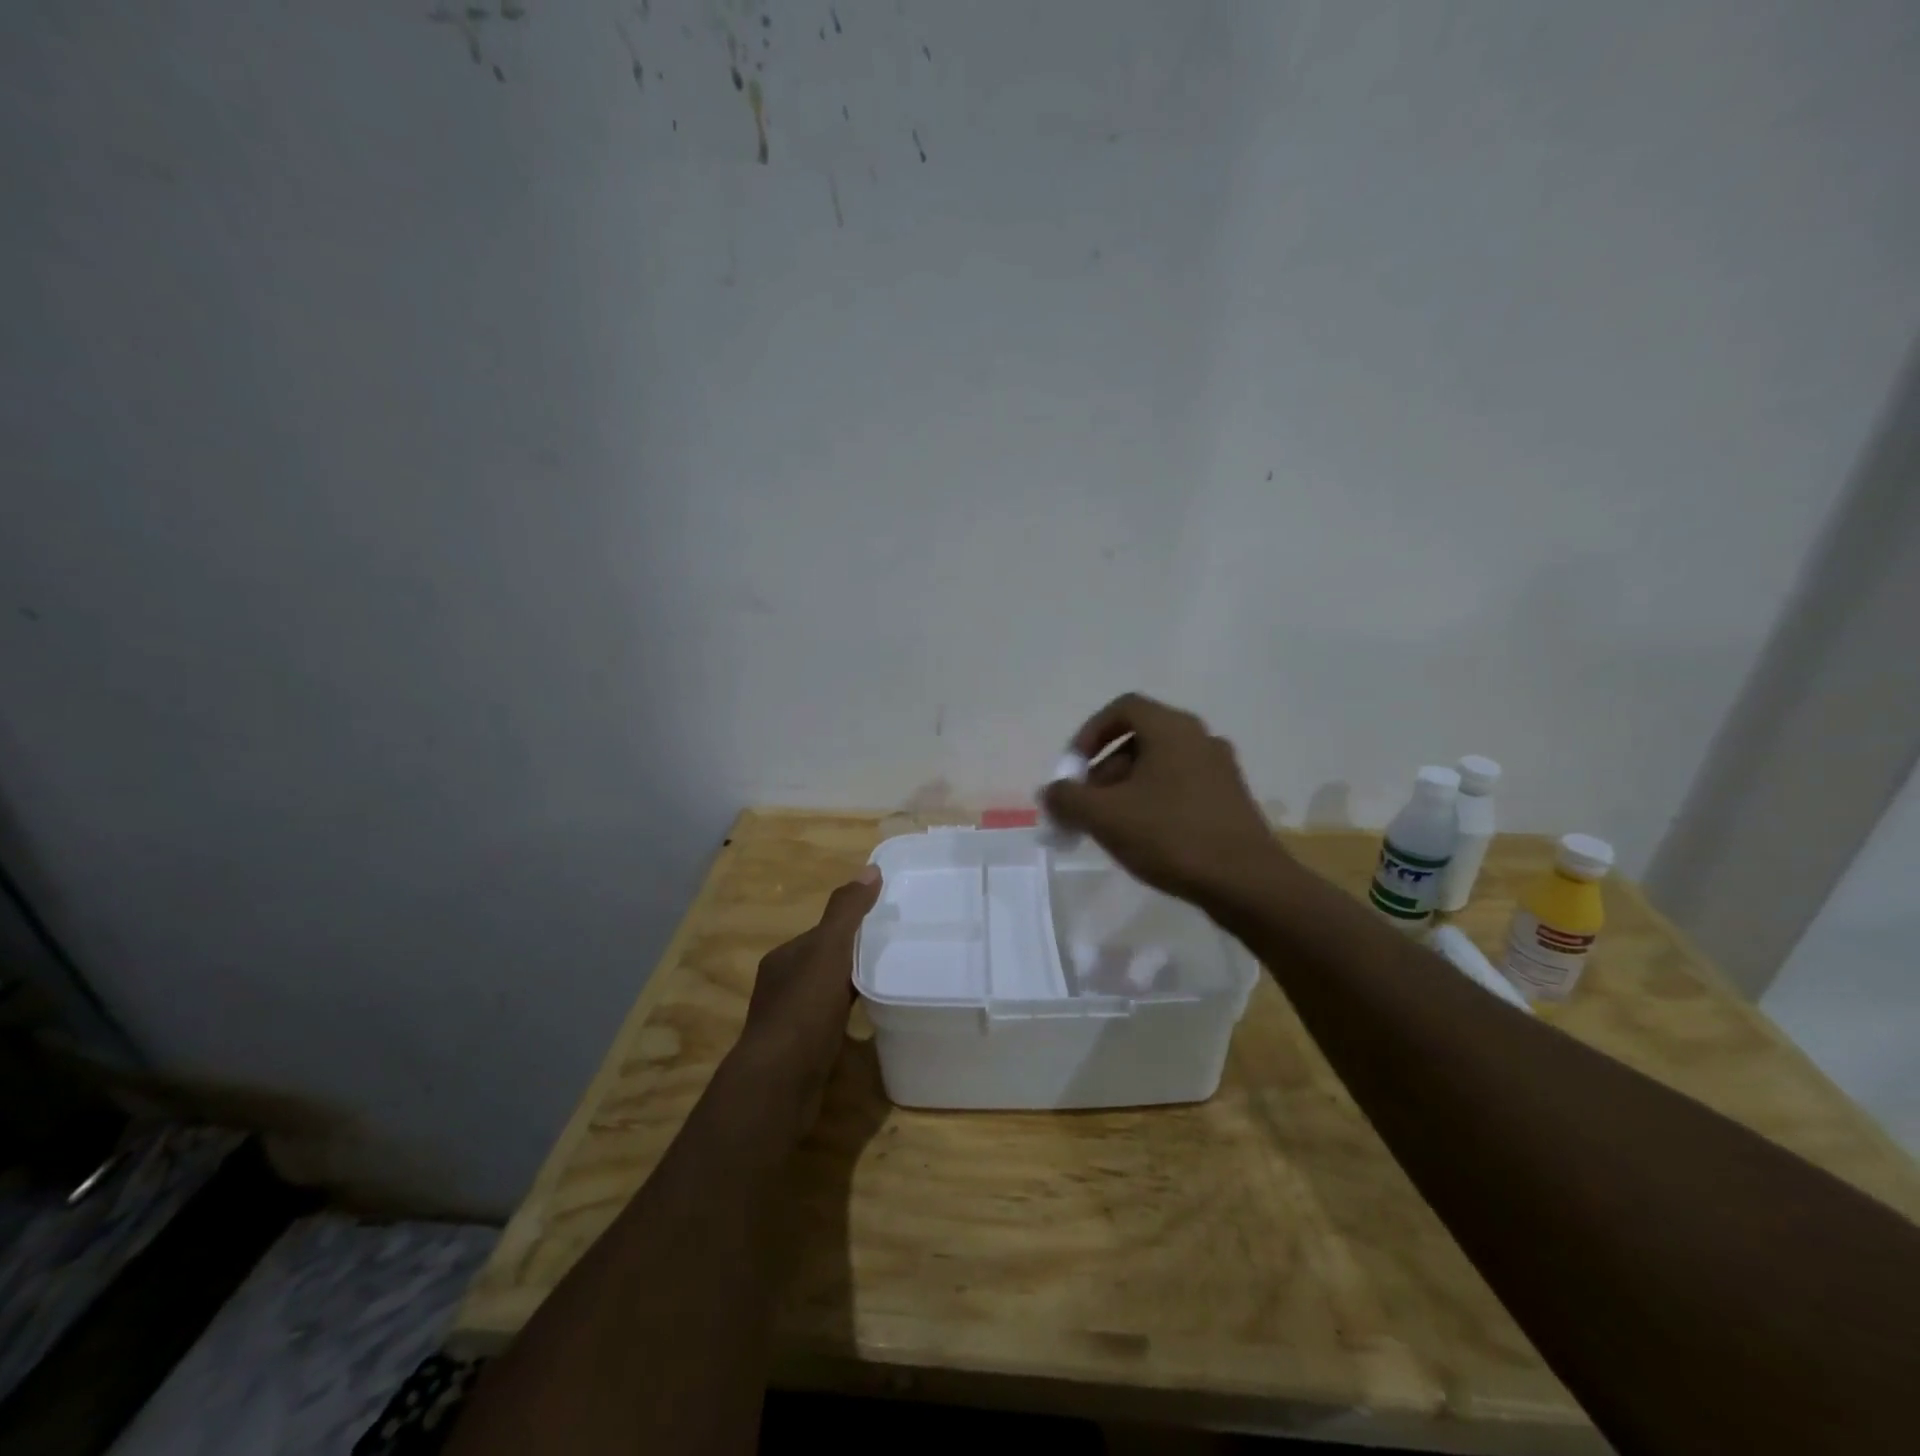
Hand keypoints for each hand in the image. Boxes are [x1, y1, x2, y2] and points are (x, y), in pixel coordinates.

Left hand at [736, 867, 882, 1126]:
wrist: (779, 1083)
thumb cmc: (804, 1010)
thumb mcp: (828, 951)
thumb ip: (847, 911)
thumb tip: (870, 869)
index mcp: (784, 958)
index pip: (823, 933)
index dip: (852, 927)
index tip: (886, 925)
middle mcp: (781, 985)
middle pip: (825, 963)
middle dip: (854, 957)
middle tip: (895, 954)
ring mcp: (790, 1021)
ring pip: (827, 994)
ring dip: (852, 987)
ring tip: (889, 983)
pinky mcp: (801, 1052)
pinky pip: (830, 1023)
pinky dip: (849, 1017)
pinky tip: (871, 1022)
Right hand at [1040, 693, 1288, 904]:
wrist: (1246, 882)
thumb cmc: (1171, 835)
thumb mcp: (1105, 816)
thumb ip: (1068, 798)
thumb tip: (1051, 792)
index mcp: (1172, 729)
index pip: (1123, 708)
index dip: (1090, 733)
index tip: (1074, 768)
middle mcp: (1200, 738)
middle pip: (1140, 739)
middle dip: (1104, 769)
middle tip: (1087, 805)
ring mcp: (1220, 769)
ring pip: (1160, 766)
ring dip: (1127, 788)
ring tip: (1111, 827)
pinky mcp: (1231, 799)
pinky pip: (1181, 787)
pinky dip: (1155, 801)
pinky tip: (1145, 838)